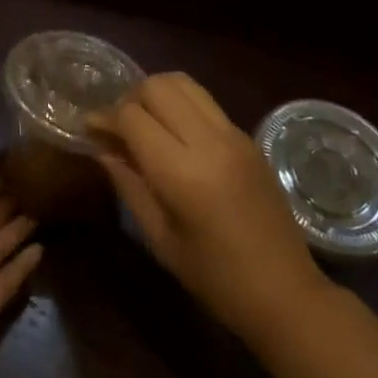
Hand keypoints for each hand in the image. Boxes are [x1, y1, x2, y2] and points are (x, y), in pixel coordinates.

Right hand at [88, 73, 327, 340]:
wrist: (287, 294)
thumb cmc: (216, 279)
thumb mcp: (160, 239)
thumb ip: (128, 185)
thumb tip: (102, 148)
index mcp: (183, 173)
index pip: (132, 117)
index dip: (105, 118)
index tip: (90, 129)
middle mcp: (209, 142)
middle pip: (157, 86)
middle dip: (129, 98)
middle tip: (118, 126)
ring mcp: (233, 134)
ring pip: (183, 83)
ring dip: (156, 93)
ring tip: (145, 122)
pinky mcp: (248, 137)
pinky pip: (205, 101)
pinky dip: (180, 105)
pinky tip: (174, 134)